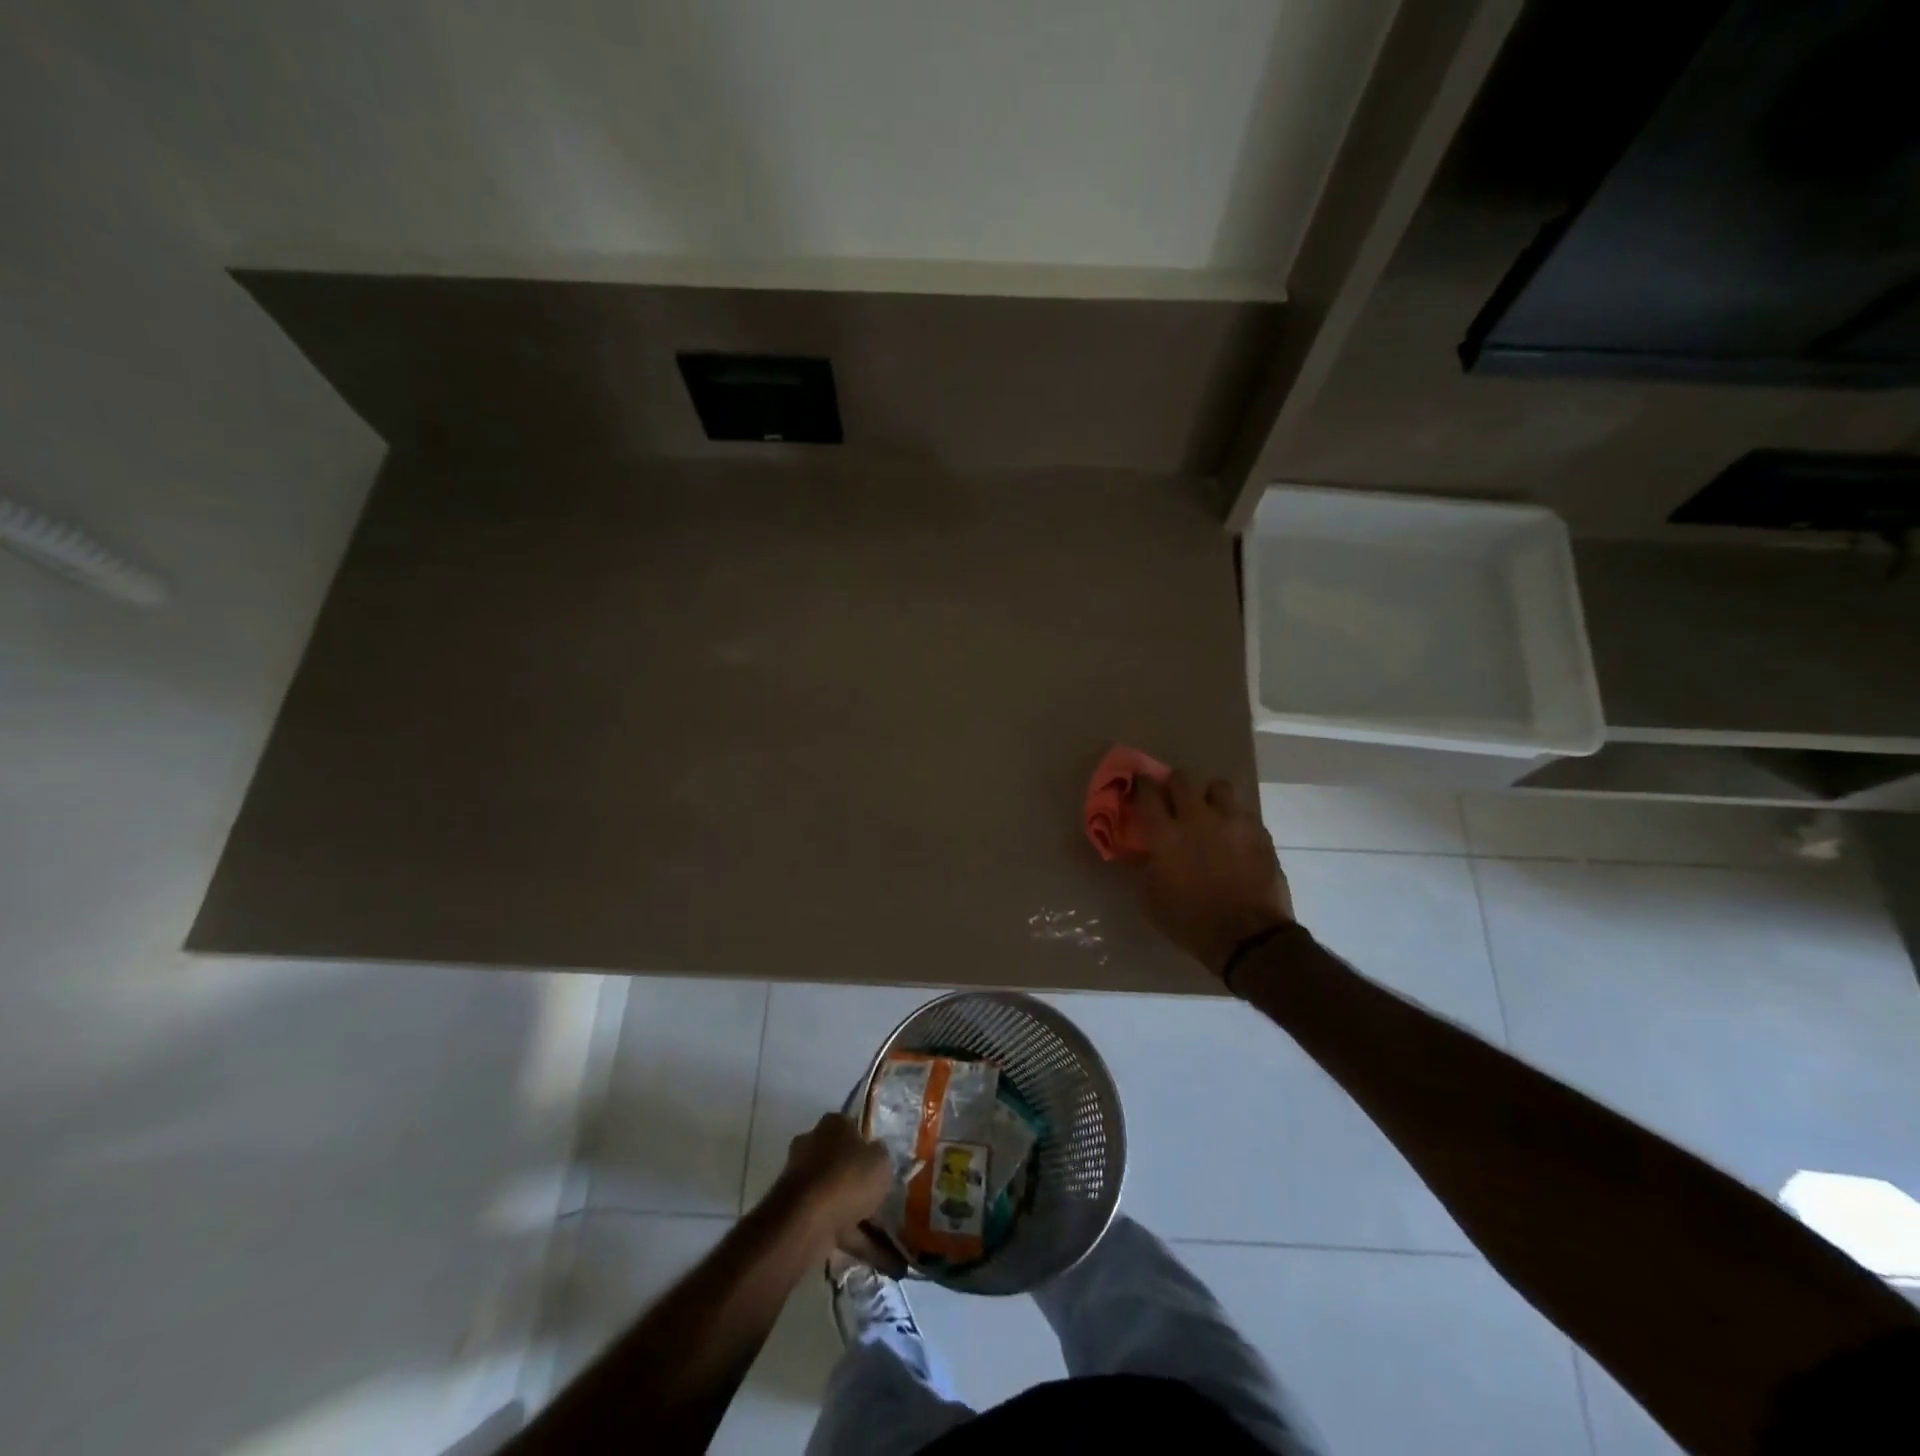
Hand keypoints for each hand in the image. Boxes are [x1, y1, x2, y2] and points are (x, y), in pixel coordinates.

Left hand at [774, 1114, 904, 1272]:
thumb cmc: (848, 1178)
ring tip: (885, 1234)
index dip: (868, 1145)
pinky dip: (851, 1237)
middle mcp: (813, 1145)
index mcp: (833, 1124)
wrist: (806, 1220)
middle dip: (860, 1181)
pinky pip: (832, 1222)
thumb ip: (881, 1156)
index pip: (852, 1127)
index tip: (881, 1164)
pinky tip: (874, 1256)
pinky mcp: (798, 1212)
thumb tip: (876, 1155)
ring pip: (837, 1194)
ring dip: (857, 1213)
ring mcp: (803, 1180)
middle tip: (882, 1198)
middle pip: (842, 1162)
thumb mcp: (881, 1160)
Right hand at [1127, 770, 1294, 978]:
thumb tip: (1132, 849)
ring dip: (1209, 795)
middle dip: (1174, 784)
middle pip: (1182, 778)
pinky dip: (1234, 817)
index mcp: (1164, 834)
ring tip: (1209, 811)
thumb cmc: (1190, 921)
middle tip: (1173, 799)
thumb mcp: (1150, 899)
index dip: (1140, 785)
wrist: (1248, 937)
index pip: (1146, 792)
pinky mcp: (1258, 831)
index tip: (1139, 787)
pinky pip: (1243, 810)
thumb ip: (1139, 866)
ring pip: (1218, 785)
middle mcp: (1196, 817)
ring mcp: (1231, 821)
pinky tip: (1233, 834)